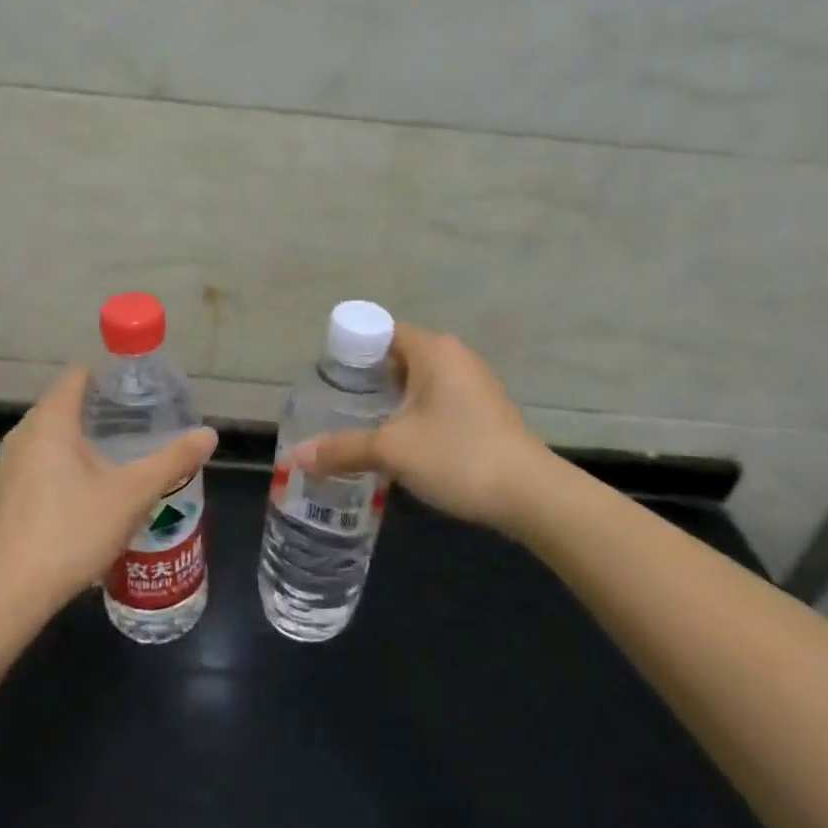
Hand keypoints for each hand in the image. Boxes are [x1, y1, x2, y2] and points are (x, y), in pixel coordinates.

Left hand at [0, 365, 217, 619]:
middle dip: (96, 413)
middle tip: (134, 430)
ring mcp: (4, 467)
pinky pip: (32, 466)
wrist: (10, 594)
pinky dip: (56, 469)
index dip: (107, 377)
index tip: (136, 392)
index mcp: (50, 422)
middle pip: (61, 406)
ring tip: (111, 463)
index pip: (77, 376)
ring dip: (76, 444)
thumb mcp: (133, 494)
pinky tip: (78, 500)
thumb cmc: (74, 531)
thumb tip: (209, 434)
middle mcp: (21, 435)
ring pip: (46, 439)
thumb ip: (172, 460)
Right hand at [292, 323, 547, 533]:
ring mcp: (475, 384)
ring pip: (419, 382)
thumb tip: (296, 457)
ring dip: (391, 400)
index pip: (381, 331)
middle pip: (398, 356)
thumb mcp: (392, 451)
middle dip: (367, 379)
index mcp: (433, 351)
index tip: (328, 377)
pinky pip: (438, 401)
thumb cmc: (457, 456)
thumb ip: (342, 449)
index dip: (351, 349)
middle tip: (336, 404)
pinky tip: (400, 442)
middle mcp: (455, 357)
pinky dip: (415, 414)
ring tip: (360, 426)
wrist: (531, 496)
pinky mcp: (485, 411)